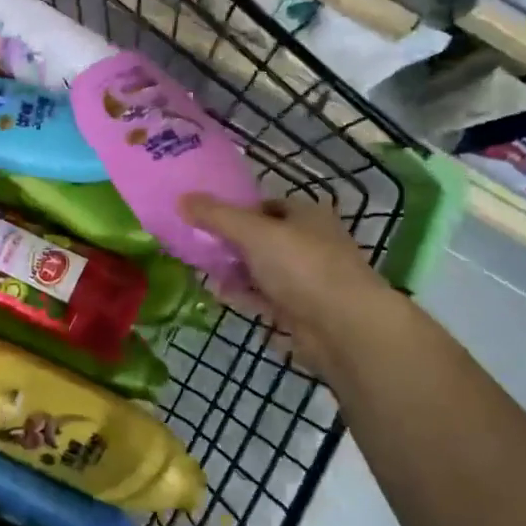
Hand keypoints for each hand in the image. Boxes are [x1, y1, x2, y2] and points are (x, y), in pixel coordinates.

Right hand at [180, 192, 410, 369]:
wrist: (344, 327)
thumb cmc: (302, 266)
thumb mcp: (253, 232)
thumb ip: (216, 216)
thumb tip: (182, 198)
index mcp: (308, 215)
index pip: (267, 206)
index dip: (237, 210)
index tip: (207, 219)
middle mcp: (311, 243)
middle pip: (263, 239)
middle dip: (232, 244)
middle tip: (200, 247)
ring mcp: (309, 279)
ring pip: (264, 270)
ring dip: (236, 272)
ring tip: (203, 272)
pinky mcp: (303, 311)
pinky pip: (267, 297)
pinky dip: (246, 295)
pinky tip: (221, 296)